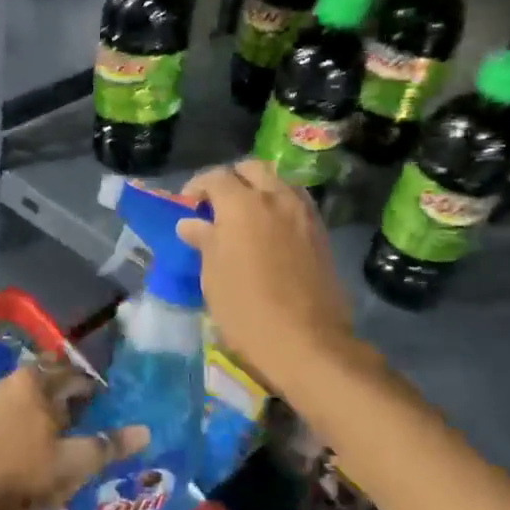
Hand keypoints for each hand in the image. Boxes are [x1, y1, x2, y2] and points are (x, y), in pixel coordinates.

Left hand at [0, 363, 147, 509]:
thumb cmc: (33, 477)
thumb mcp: (79, 461)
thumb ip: (112, 444)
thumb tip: (145, 432)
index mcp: (33, 381)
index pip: (72, 374)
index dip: (92, 388)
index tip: (106, 405)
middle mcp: (9, 383)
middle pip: (48, 380)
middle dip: (69, 393)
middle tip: (90, 415)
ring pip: (29, 396)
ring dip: (49, 406)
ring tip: (70, 430)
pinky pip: (14, 412)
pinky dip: (30, 419)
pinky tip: (42, 442)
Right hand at [178, 160, 355, 391]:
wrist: (306, 340)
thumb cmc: (247, 310)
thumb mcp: (213, 276)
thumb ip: (204, 241)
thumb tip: (192, 222)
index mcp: (242, 204)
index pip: (215, 177)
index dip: (197, 187)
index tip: (188, 205)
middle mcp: (275, 197)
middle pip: (251, 169)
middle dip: (232, 180)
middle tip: (218, 205)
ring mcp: (303, 212)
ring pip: (278, 182)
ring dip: (259, 189)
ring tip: (246, 217)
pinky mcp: (320, 231)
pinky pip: (296, 203)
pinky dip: (279, 206)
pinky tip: (270, 231)